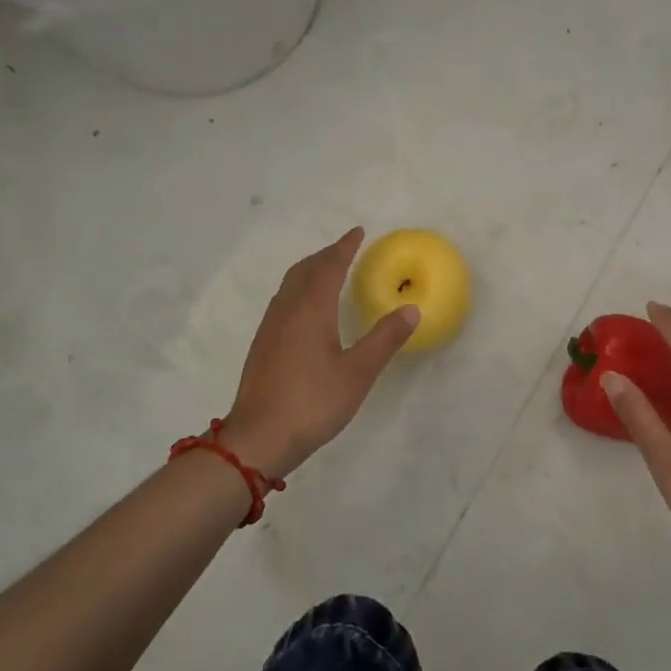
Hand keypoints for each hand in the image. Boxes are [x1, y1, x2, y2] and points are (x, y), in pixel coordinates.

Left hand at [219, 228, 418, 481]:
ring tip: (327, 272)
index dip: (344, 248)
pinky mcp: (262, 346)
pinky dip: (299, 290)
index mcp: (311, 310)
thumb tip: (411, 309)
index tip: (358, 232)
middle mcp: (287, 311)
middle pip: (304, 270)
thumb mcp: (358, 372)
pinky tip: (306, 310)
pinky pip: (283, 302)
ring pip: (289, 285)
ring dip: (309, 271)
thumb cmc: (313, 402)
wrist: (259, 438)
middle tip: (345, 249)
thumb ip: (385, 339)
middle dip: (325, 255)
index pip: (329, 267)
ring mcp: (270, 328)